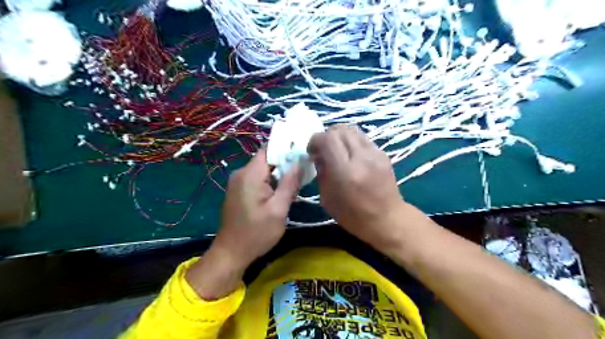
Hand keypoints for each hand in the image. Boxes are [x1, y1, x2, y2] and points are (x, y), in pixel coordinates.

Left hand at [211, 149, 300, 269]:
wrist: (231, 253)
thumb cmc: (257, 233)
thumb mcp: (278, 209)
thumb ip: (289, 184)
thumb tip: (298, 162)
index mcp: (250, 174)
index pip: (268, 150)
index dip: (285, 149)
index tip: (302, 153)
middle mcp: (241, 173)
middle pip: (266, 159)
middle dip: (284, 164)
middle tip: (303, 172)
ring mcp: (238, 182)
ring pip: (263, 170)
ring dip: (278, 175)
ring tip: (295, 184)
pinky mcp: (238, 191)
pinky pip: (257, 179)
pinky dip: (270, 182)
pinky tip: (280, 193)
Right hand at [310, 125, 407, 248]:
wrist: (387, 219)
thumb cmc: (352, 215)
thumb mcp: (327, 197)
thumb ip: (321, 171)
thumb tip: (318, 155)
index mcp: (344, 171)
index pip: (327, 139)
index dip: (315, 140)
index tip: (312, 151)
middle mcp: (361, 158)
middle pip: (340, 130)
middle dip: (327, 135)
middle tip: (324, 149)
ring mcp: (375, 154)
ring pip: (353, 129)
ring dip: (340, 136)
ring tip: (337, 149)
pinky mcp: (383, 154)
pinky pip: (363, 138)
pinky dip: (352, 141)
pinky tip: (351, 155)